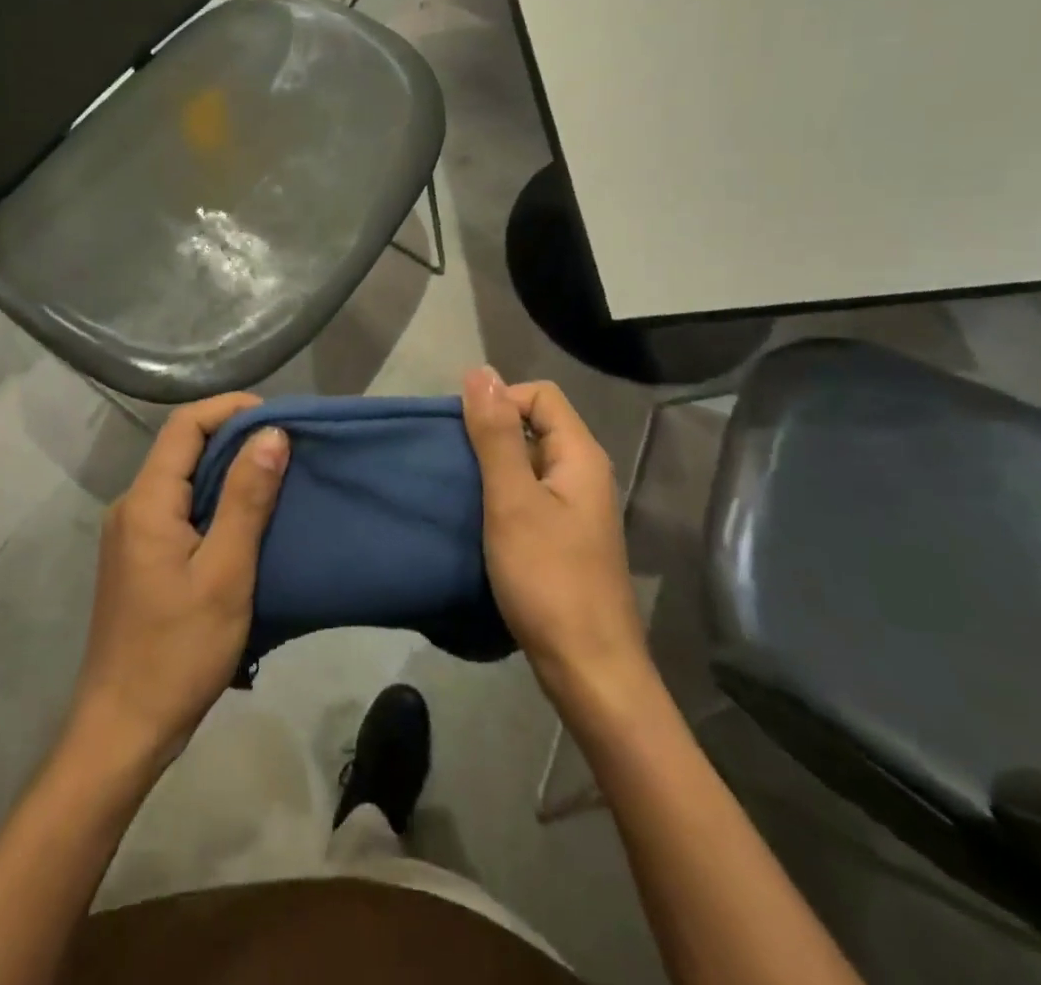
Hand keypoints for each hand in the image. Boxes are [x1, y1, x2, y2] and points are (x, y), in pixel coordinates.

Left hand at [67, 394, 289, 772]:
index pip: (185, 425)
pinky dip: (213, 501)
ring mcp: (131, 534)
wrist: (123, 729)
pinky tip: (246, 519)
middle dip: (233, 437)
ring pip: (181, 479)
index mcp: (146, 502)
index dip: (230, 409)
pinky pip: (178, 508)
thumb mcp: (226, 573)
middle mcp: (131, 506)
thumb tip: (271, 434)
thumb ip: (247, 499)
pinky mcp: (139, 558)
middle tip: (286, 446)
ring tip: (275, 476)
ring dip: (226, 470)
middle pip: (181, 448)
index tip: (278, 417)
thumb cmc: (179, 651)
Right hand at [463, 367, 653, 710]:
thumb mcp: (512, 499)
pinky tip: (477, 518)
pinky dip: (501, 496)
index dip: (500, 401)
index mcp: (581, 456)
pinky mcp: (565, 538)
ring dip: (492, 467)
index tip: (463, 433)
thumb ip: (496, 435)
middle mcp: (585, 474)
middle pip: (535, 426)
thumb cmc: (548, 578)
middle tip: (453, 461)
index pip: (540, 395)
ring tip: (458, 487)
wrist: (588, 669)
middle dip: (491, 433)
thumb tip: (481, 372)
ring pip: (529, 463)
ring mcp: (576, 509)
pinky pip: (529, 495)